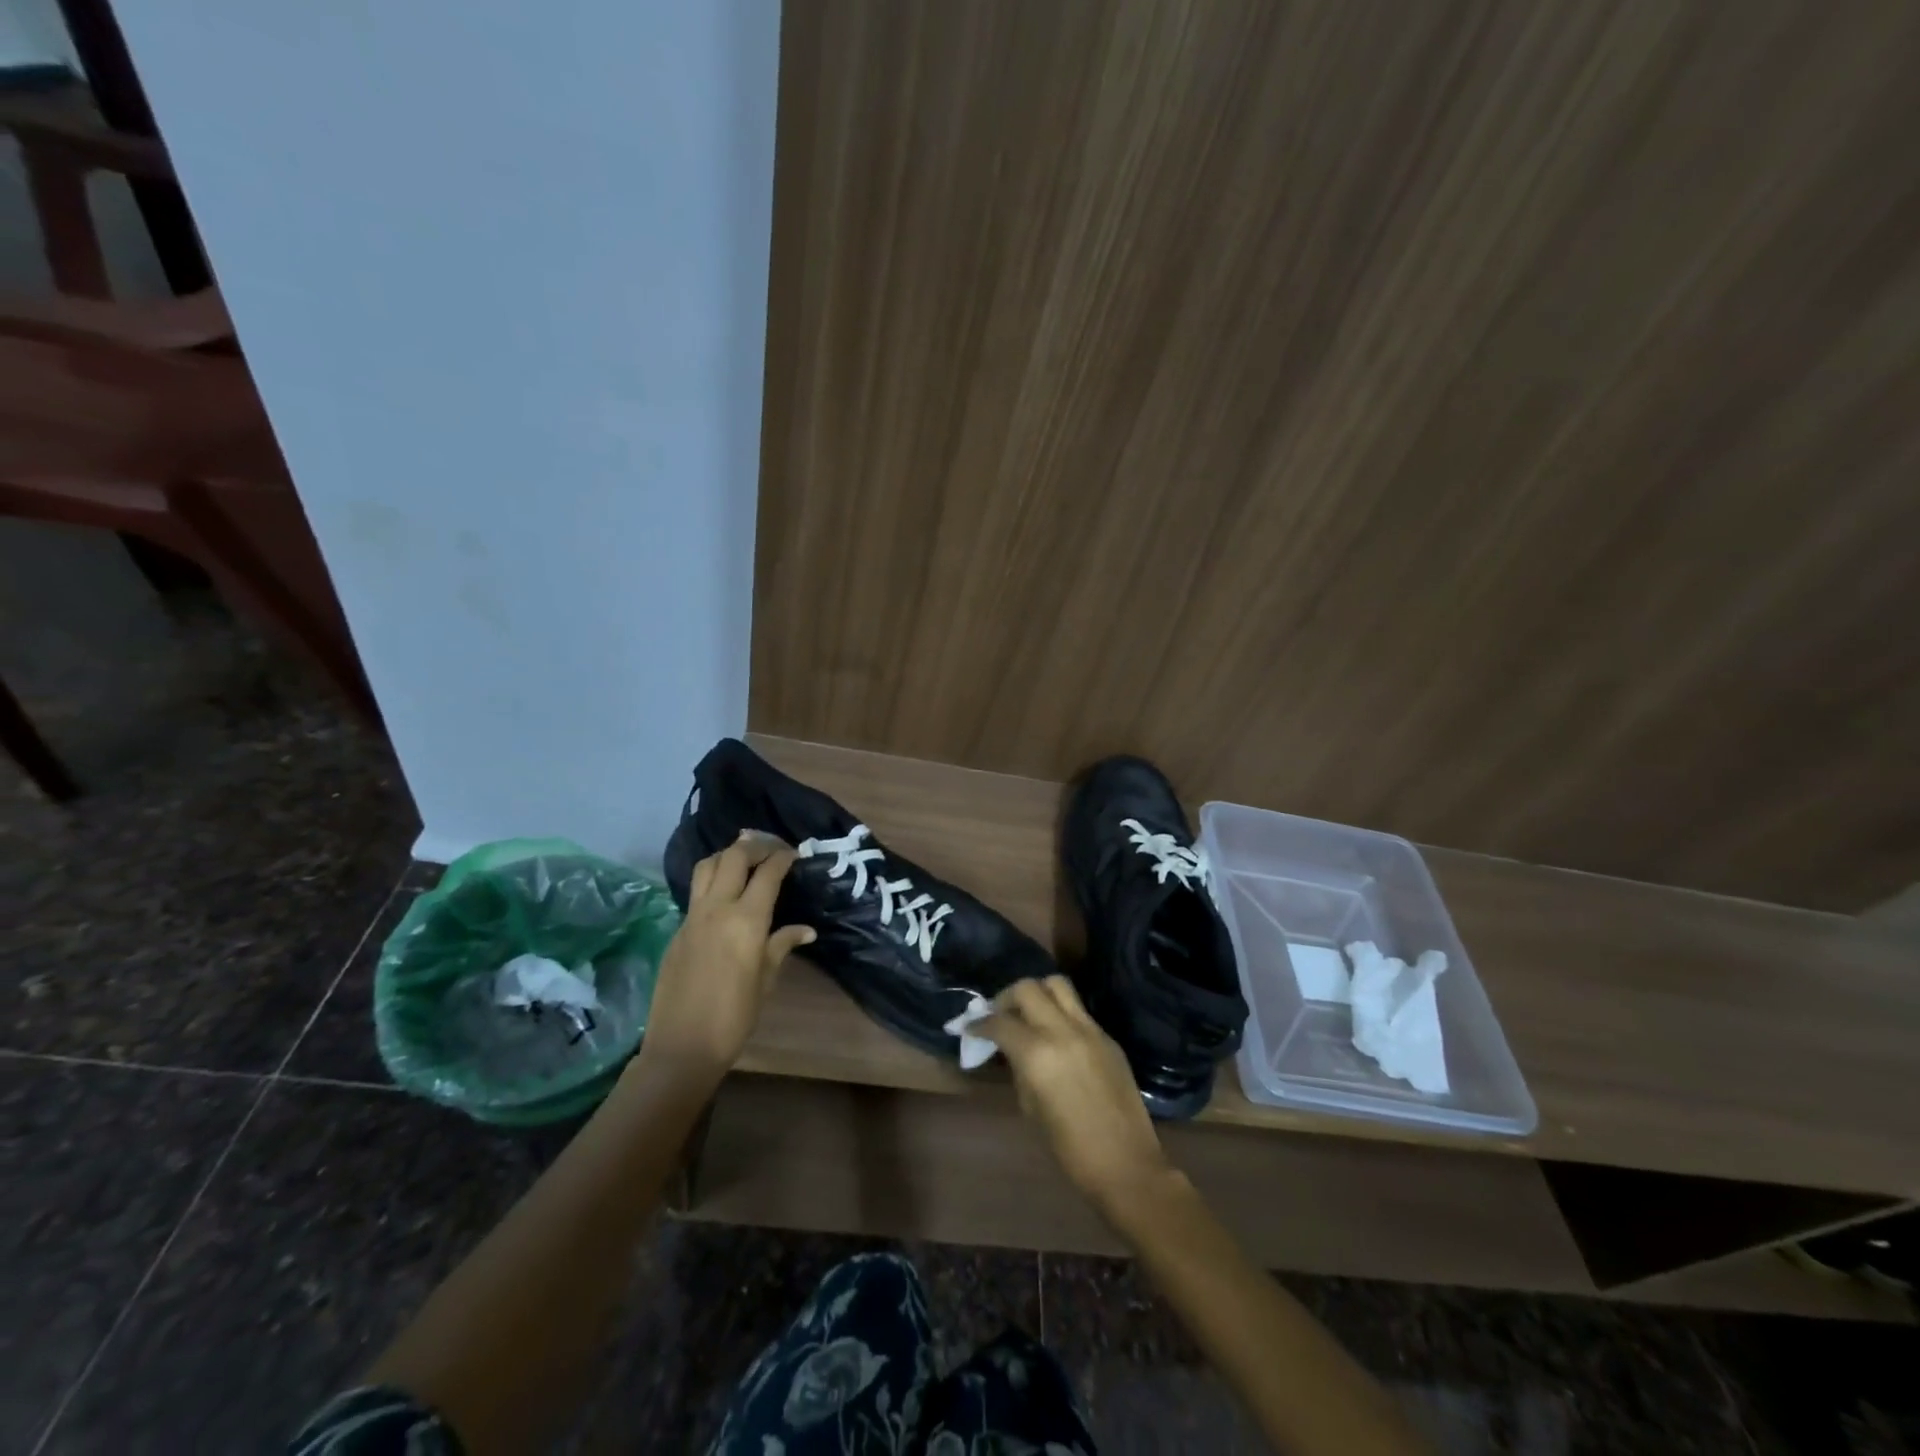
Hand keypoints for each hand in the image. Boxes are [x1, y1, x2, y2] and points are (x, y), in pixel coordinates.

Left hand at [636, 832, 814, 1086]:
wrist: (682, 1046)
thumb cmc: (735, 1016)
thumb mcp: (766, 979)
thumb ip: (782, 945)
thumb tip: (806, 930)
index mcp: (746, 920)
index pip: (767, 873)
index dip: (783, 857)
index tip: (795, 853)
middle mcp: (717, 909)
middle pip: (734, 857)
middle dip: (755, 846)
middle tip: (772, 849)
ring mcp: (692, 917)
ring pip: (707, 866)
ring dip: (728, 855)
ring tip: (745, 859)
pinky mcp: (678, 929)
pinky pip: (696, 891)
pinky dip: (713, 878)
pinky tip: (725, 892)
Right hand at [979, 976, 1171, 1213]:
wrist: (1126, 1164)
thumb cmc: (1069, 1149)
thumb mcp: (1031, 1107)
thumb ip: (1019, 1068)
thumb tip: (1012, 1049)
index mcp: (1038, 1053)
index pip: (1000, 1022)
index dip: (980, 1023)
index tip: (971, 1028)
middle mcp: (1062, 1031)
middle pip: (1028, 988)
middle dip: (1007, 997)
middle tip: (1000, 1015)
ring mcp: (1089, 1030)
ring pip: (1057, 985)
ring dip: (1037, 993)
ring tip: (1028, 1014)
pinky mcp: (1108, 1037)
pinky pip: (1078, 1009)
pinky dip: (1060, 1012)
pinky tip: (1055, 1035)